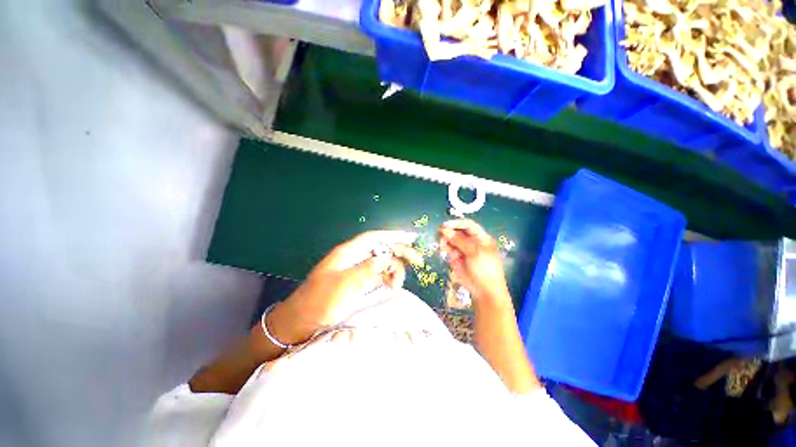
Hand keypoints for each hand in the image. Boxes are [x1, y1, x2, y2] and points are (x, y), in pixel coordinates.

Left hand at [270, 230, 421, 344]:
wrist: (301, 321)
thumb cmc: (320, 301)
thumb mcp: (345, 284)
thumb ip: (367, 268)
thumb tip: (388, 256)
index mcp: (348, 252)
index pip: (374, 238)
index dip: (393, 235)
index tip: (411, 237)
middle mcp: (354, 257)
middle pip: (381, 248)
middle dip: (399, 253)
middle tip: (418, 261)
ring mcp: (356, 269)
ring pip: (382, 262)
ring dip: (394, 269)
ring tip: (397, 284)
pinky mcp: (358, 281)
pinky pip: (378, 274)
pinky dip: (387, 277)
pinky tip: (391, 285)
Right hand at [438, 219, 509, 304]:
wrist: (483, 290)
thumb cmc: (485, 269)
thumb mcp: (475, 252)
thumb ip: (459, 240)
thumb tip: (445, 230)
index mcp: (480, 237)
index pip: (468, 225)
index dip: (457, 223)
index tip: (446, 225)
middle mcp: (470, 241)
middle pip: (457, 231)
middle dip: (448, 231)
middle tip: (440, 233)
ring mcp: (462, 249)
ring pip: (450, 239)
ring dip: (444, 239)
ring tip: (442, 244)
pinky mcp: (455, 257)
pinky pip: (447, 248)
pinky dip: (443, 247)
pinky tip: (442, 249)